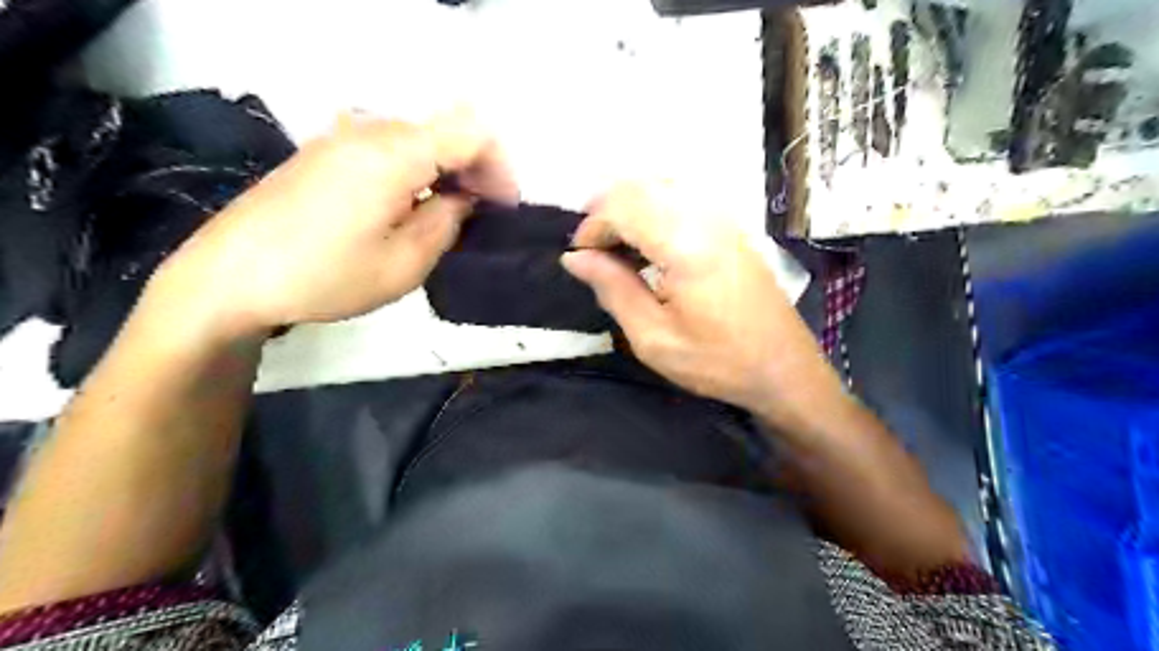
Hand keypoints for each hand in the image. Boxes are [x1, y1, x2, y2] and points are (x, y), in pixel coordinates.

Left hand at [149, 107, 521, 338]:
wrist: (230, 276)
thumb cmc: (325, 275)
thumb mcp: (404, 263)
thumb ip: (446, 221)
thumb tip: (461, 198)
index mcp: (394, 153)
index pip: (471, 133)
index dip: (499, 168)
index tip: (504, 208)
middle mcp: (370, 131)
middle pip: (445, 131)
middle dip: (476, 169)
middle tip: (483, 214)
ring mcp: (342, 137)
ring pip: (418, 139)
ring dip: (446, 170)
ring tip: (451, 214)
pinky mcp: (325, 152)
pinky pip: (389, 148)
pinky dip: (416, 170)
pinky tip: (411, 206)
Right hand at [563, 182, 842, 421]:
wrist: (784, 368)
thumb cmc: (717, 361)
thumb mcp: (653, 337)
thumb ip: (613, 289)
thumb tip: (575, 258)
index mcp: (685, 244)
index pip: (623, 206)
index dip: (592, 226)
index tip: (580, 258)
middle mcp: (706, 217)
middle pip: (640, 186)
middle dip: (606, 211)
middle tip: (594, 251)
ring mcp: (724, 217)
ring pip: (662, 186)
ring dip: (630, 208)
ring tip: (616, 247)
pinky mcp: (733, 226)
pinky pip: (683, 197)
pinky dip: (654, 210)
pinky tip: (649, 243)